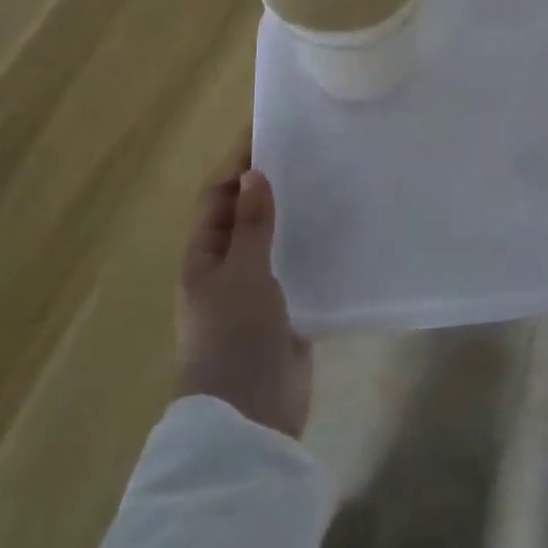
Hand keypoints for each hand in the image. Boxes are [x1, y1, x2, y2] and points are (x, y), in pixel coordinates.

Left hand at [175, 143, 312, 438]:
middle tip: (309, 153)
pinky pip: (298, 267)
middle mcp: (227, 268)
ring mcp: (257, 290)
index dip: (236, 163)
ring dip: (294, 214)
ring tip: (331, 183)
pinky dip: (313, 247)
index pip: (217, 196)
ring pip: (275, 240)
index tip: (268, 132)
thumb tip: (254, 174)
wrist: (250, 415)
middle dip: (269, 184)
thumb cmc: (234, 337)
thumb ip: (251, 226)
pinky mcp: (287, 310)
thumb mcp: (242, 275)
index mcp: (204, 257)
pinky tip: (342, 232)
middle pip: (246, 214)